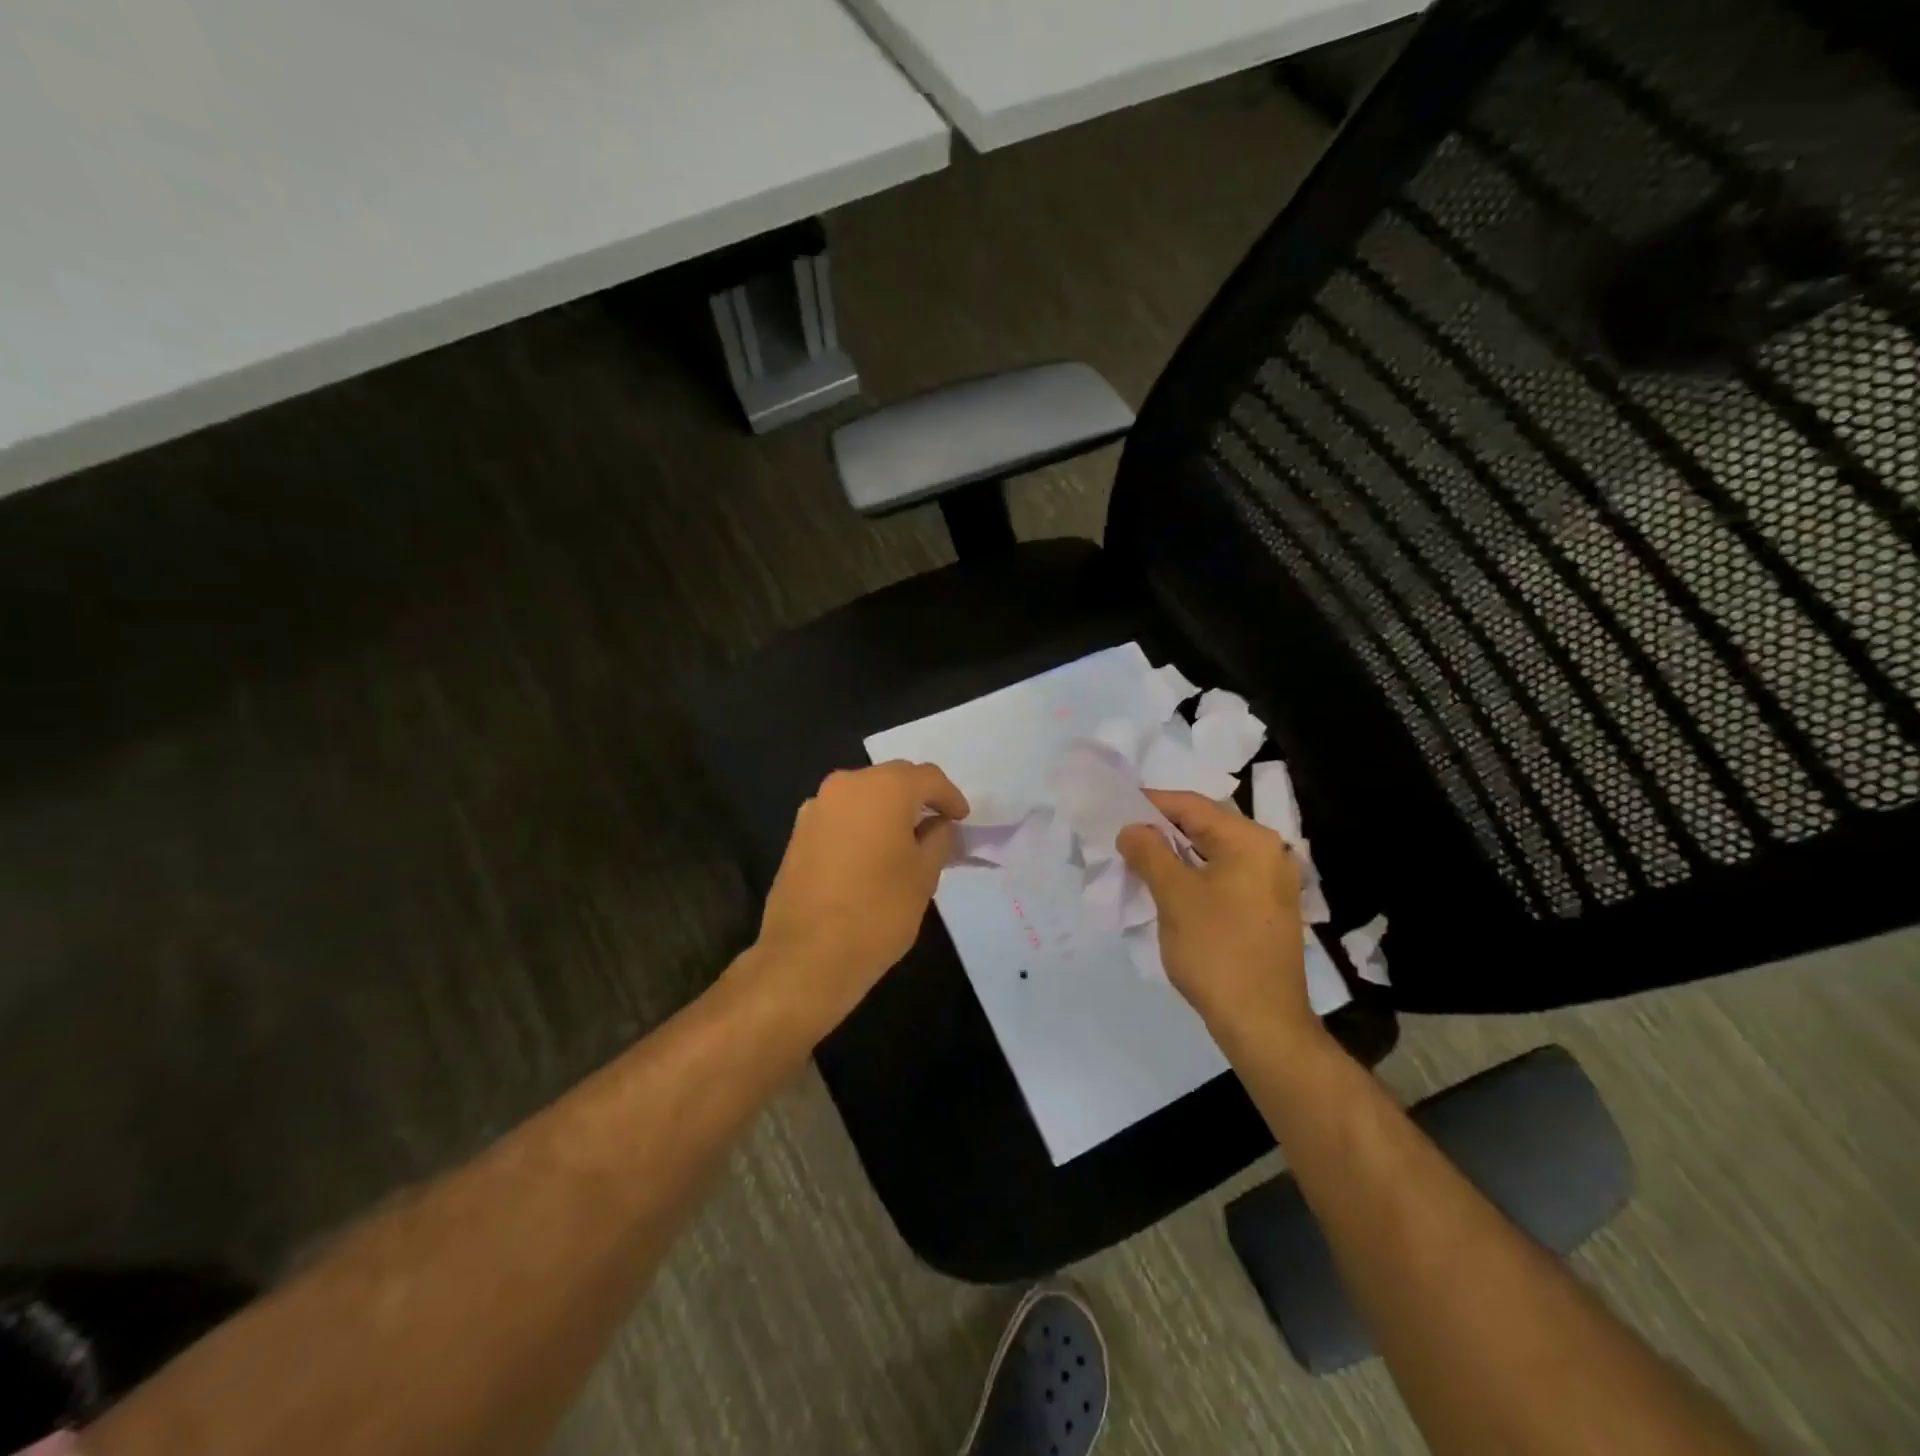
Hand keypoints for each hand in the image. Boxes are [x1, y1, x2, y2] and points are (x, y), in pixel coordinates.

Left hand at [749, 760, 968, 1038]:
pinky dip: (861, 825)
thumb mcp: (925, 875)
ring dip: (887, 810)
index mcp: (883, 788)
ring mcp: (816, 807)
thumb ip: (939, 839)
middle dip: (918, 798)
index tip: (962, 820)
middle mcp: (846, 785)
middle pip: (893, 779)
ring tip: (905, 842)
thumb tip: (939, 826)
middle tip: (938, 826)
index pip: (928, 777)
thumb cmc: (879, 911)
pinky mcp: (798, 833)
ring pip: (864, 796)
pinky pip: (841, 816)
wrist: (807, 955)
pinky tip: (871, 855)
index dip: (950, 797)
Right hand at [1117, 789, 1319, 1050]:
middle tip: (1122, 838)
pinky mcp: (1266, 908)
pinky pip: (1223, 876)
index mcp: (1249, 840)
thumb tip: (1131, 829)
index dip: (1149, 804)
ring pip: (1212, 853)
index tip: (1113, 810)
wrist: (1263, 1022)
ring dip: (1174, 854)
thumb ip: (1148, 852)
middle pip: (1204, 825)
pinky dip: (1193, 875)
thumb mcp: (1174, 896)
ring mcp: (1271, 882)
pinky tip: (1166, 888)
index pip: (1191, 805)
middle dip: (1160, 830)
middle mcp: (1268, 852)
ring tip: (1137, 862)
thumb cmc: (1216, 951)